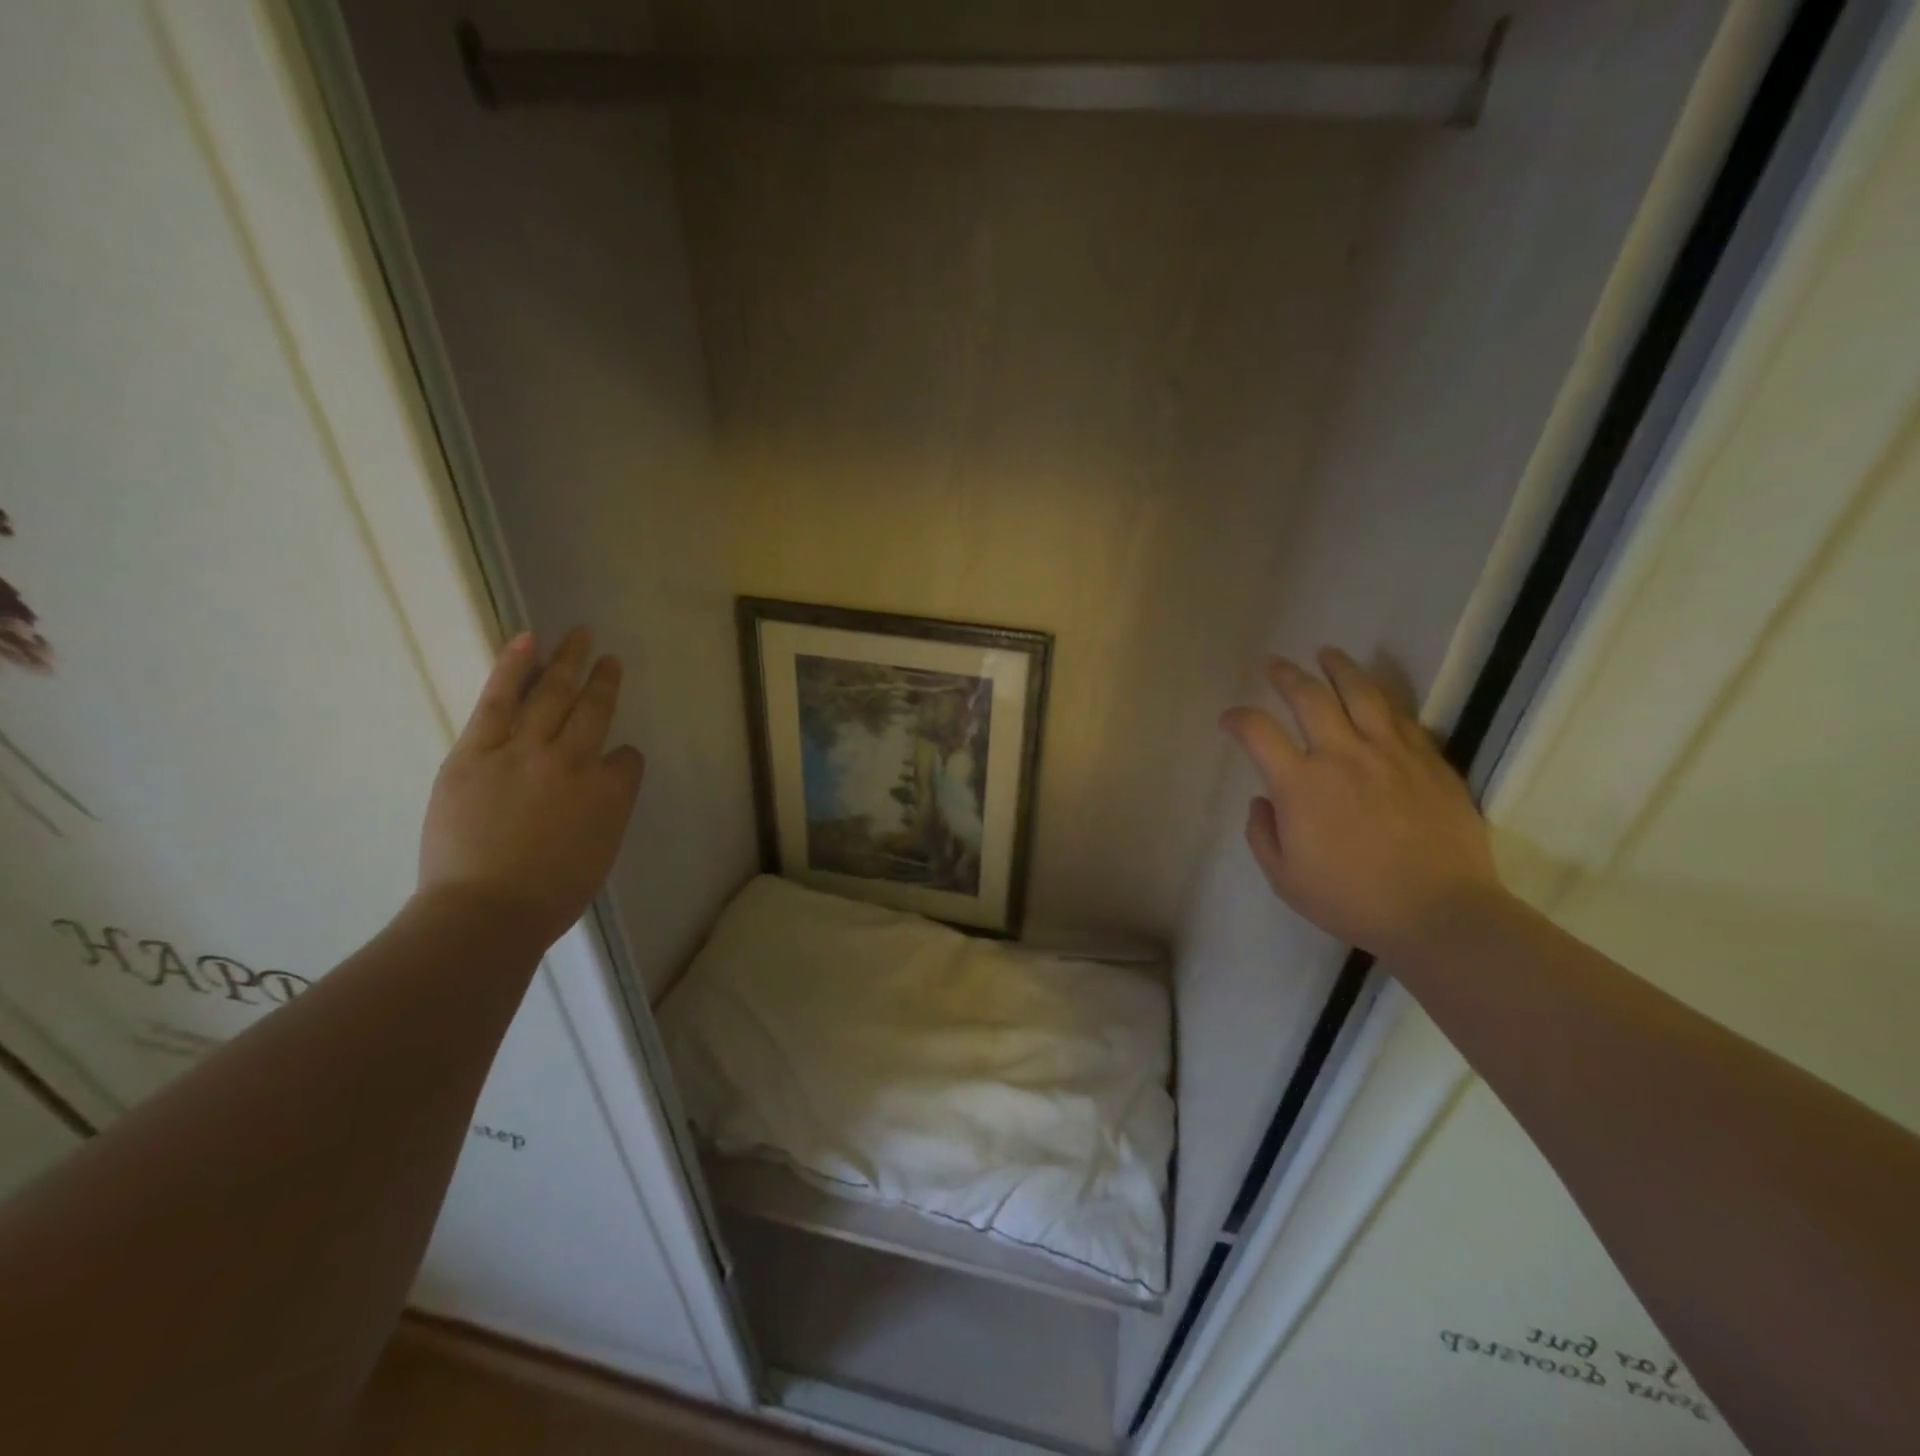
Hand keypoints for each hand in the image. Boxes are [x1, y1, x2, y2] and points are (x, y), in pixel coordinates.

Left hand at [418, 627, 644, 945]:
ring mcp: (526, 751)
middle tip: (609, 657)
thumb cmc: (551, 896)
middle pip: (595, 709)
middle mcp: (576, 760)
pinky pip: (500, 700)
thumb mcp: (601, 854)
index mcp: (612, 791)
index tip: (610, 767)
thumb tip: (598, 788)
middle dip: (605, 680)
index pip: (626, 760)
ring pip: (554, 694)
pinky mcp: (478, 751)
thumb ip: (606, 811)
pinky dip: (515, 668)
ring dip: (570, 661)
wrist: (486, 912)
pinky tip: (527, 640)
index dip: (620, 762)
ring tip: (580, 636)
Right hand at [1221, 649, 1502, 961]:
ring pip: (1361, 692)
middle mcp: (1342, 754)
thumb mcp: (1284, 878)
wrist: (1439, 913)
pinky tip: (1374, 693)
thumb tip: (1262, 801)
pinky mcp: (1428, 759)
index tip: (1229, 720)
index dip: (1237, 719)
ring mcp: (1390, 752)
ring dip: (1338, 667)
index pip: (1257, 731)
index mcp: (1300, 784)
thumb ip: (1261, 834)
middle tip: (1274, 664)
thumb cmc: (1351, 900)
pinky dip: (1380, 698)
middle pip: (1308, 696)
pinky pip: (1401, 715)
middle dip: (1285, 675)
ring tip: (1326, 653)